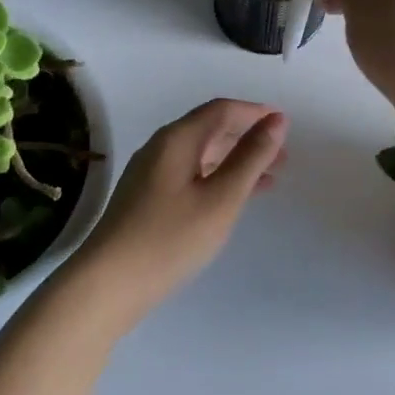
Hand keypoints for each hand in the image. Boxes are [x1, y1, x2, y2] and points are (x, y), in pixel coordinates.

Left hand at [78, 99, 287, 299]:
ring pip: (201, 155)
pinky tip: (232, 198)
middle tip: (282, 157)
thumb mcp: (221, 198)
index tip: (286, 124)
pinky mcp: (146, 198)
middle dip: (248, 137)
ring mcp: (150, 174)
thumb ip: (251, 157)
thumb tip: (277, 120)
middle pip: (210, 129)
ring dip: (235, 160)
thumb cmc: (170, 238)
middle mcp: (160, 148)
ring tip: (268, 179)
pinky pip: (190, 175)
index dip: (255, 112)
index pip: (221, 110)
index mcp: (177, 139)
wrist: (109, 283)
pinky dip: (217, 178)